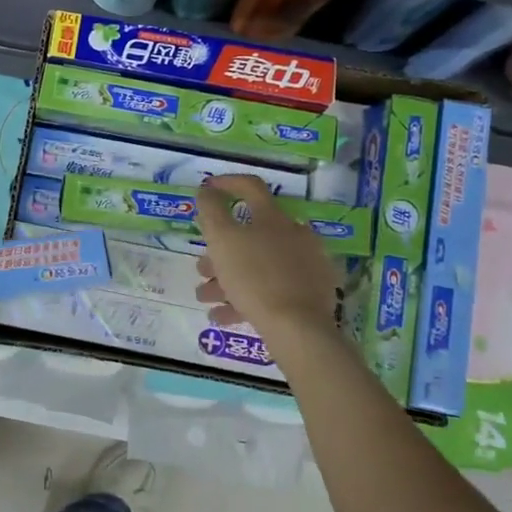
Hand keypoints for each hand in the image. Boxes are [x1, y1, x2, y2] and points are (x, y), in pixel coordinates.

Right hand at [194, 175, 339, 339]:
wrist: (298, 327)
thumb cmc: (254, 277)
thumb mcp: (223, 240)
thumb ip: (211, 212)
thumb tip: (206, 191)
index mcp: (274, 219)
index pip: (251, 187)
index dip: (227, 183)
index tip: (206, 190)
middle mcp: (294, 236)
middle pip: (250, 236)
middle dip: (219, 252)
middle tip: (201, 268)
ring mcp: (305, 267)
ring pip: (258, 266)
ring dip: (226, 279)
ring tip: (206, 298)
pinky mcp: (310, 295)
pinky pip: (271, 290)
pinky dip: (245, 299)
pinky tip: (225, 315)